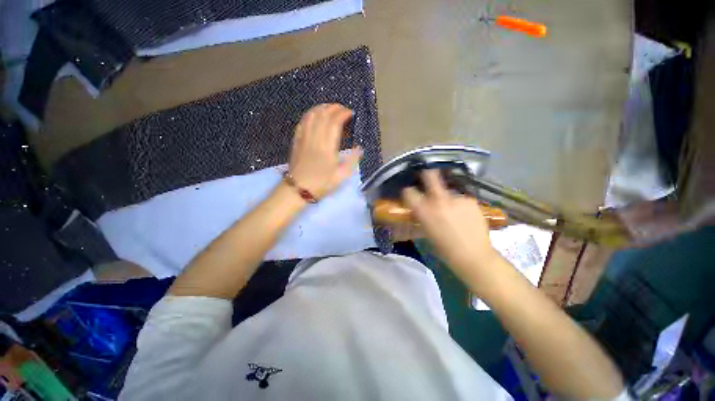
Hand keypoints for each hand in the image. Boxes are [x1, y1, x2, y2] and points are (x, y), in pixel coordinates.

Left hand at [288, 104, 362, 198]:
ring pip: (312, 116)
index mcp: (327, 148)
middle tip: (343, 108)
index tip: (350, 113)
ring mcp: (304, 138)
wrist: (298, 190)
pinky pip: (302, 122)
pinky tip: (315, 114)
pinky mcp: (297, 140)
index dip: (342, 114)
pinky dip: (310, 114)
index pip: (334, 123)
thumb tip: (360, 148)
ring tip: (330, 108)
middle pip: (323, 115)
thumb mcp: (341, 176)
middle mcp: (315, 139)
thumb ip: (352, 161)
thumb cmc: (321, 184)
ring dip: (322, 108)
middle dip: (334, 108)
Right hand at [401, 170, 498, 271]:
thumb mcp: (426, 232)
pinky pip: (461, 199)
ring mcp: (456, 199)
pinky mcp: (470, 200)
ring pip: (448, 191)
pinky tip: (465, 216)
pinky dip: (460, 205)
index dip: (408, 192)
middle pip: (430, 176)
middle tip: (428, 177)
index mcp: (423, 211)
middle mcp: (438, 200)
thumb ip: (422, 216)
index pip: (408, 192)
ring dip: (447, 198)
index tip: (411, 194)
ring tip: (454, 212)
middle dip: (427, 175)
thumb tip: (419, 208)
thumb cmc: (444, 249)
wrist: (473, 256)